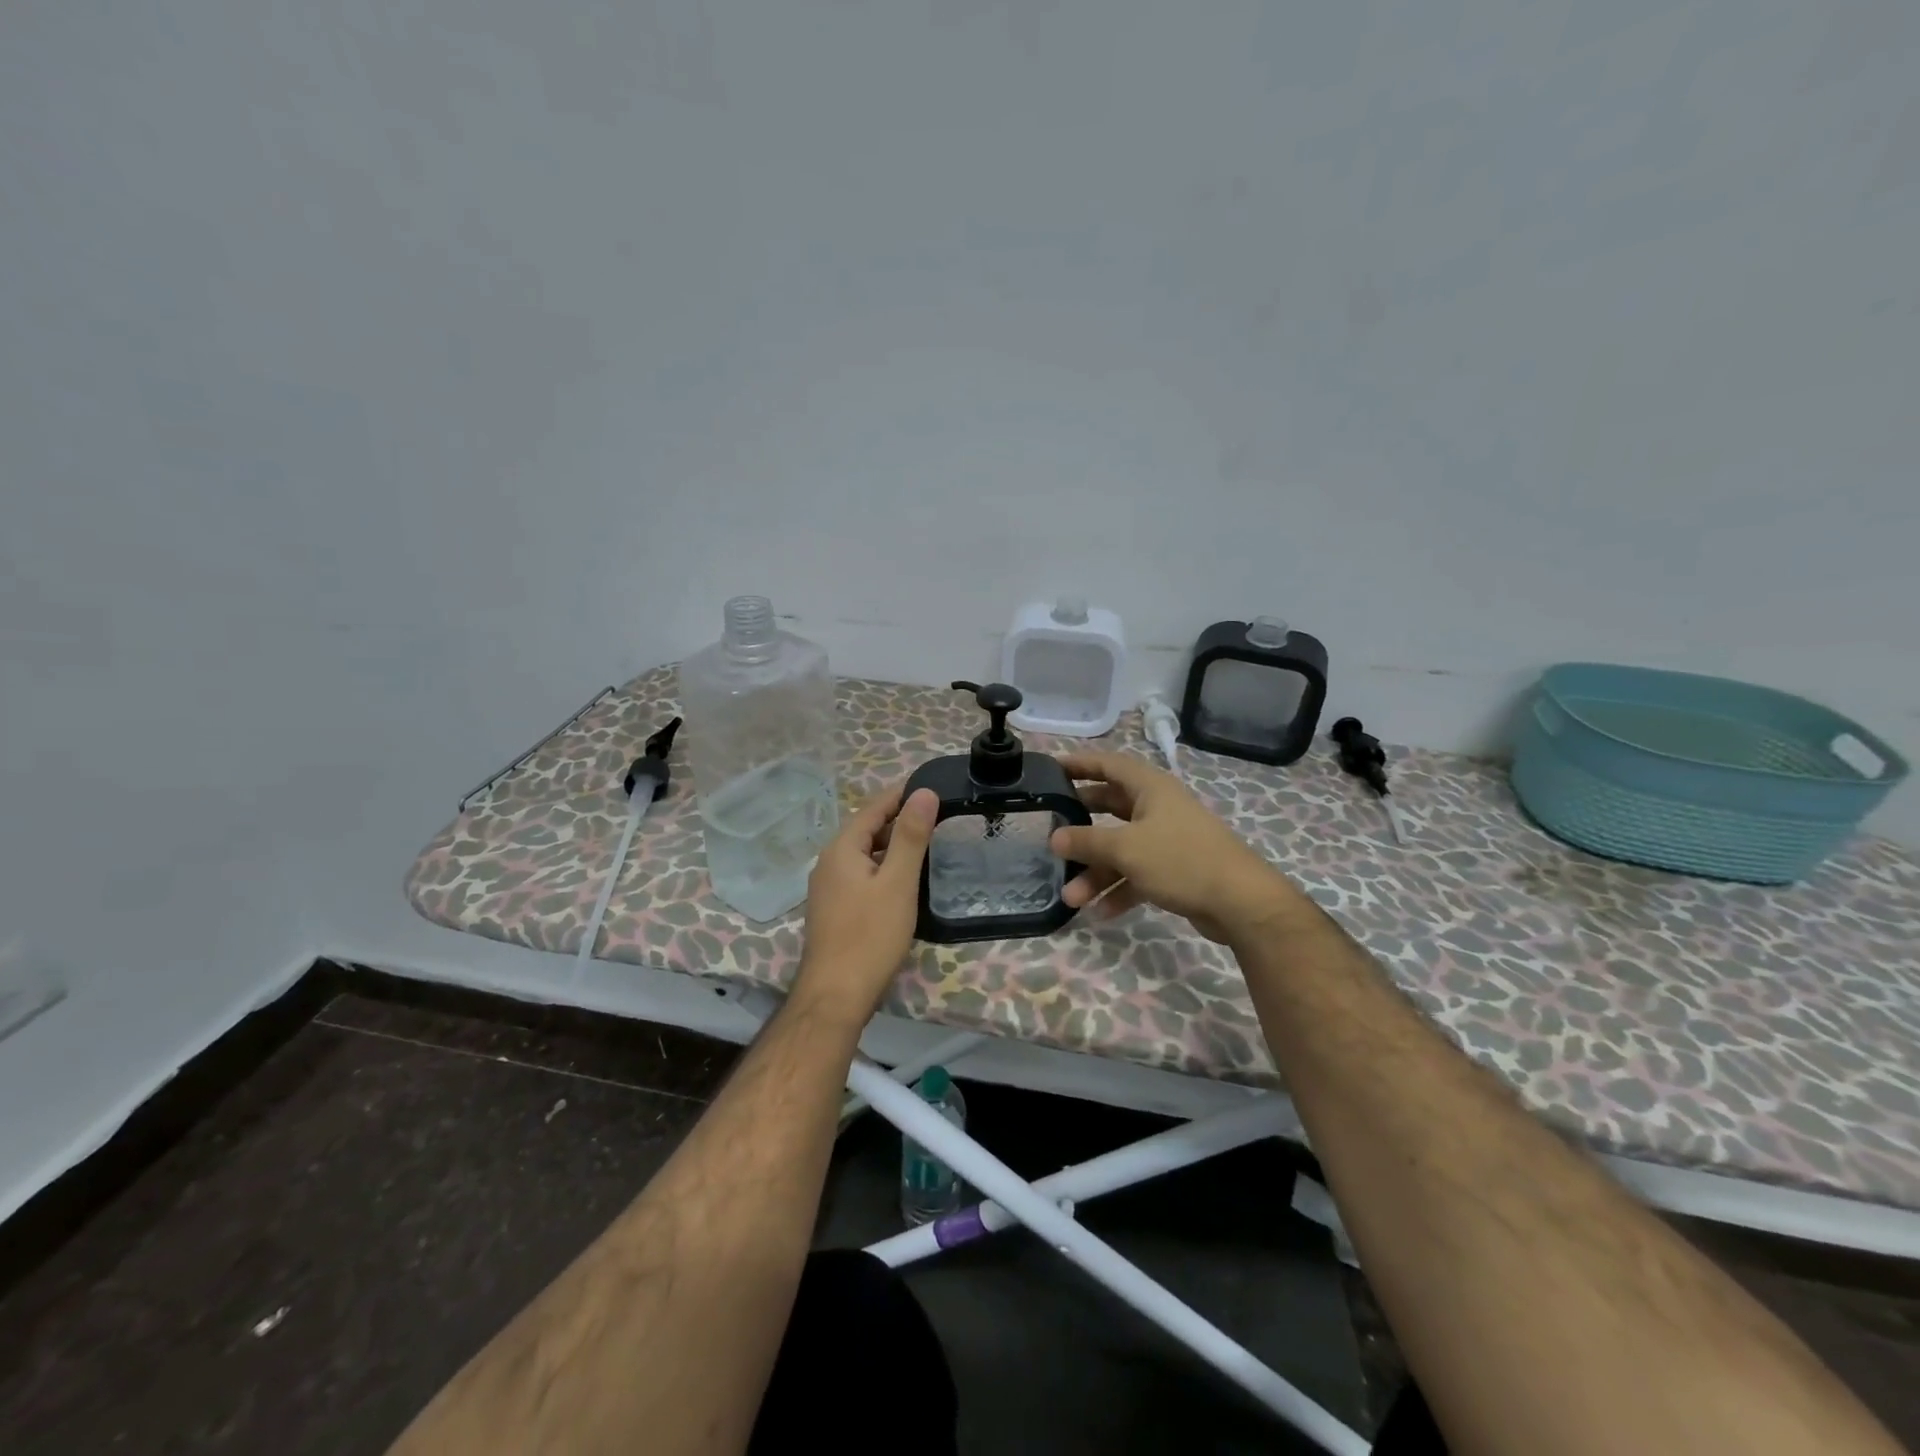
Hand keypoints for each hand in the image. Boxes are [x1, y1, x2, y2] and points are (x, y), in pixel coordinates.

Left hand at [792, 782, 937, 1021]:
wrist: (836, 995)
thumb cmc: (870, 936)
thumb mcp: (898, 883)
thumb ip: (911, 836)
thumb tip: (923, 792)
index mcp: (841, 849)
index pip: (873, 808)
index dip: (901, 795)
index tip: (931, 786)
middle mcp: (829, 862)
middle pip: (867, 829)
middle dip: (899, 819)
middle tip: (937, 816)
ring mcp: (828, 888)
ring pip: (865, 854)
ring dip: (893, 846)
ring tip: (927, 844)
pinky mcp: (834, 909)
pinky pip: (861, 875)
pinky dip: (884, 868)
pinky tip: (904, 881)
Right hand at [1050, 751, 1291, 943]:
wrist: (1240, 902)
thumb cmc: (1181, 859)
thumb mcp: (1126, 848)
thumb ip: (1087, 842)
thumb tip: (1054, 838)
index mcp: (1150, 788)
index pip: (1108, 765)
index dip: (1079, 764)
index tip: (1050, 769)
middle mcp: (1158, 808)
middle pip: (1110, 808)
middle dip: (1081, 825)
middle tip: (1051, 830)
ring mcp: (1167, 840)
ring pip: (1121, 849)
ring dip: (1096, 871)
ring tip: (1071, 897)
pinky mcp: (1174, 870)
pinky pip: (1137, 874)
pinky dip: (1119, 889)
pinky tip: (1101, 912)